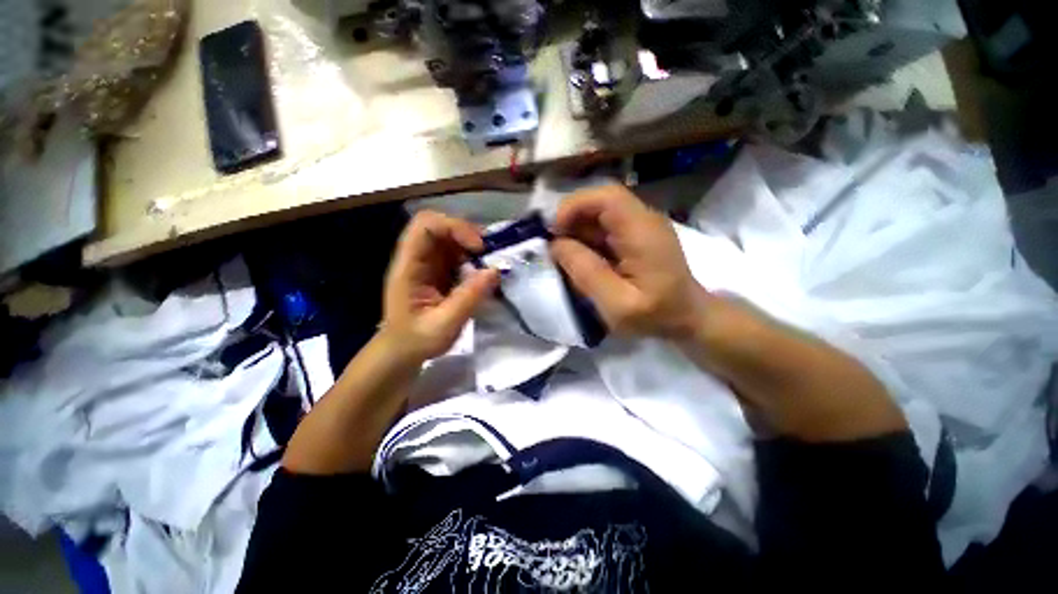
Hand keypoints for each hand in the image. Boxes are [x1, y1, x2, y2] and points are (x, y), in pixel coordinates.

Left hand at [381, 211, 499, 362]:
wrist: (402, 353)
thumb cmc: (417, 340)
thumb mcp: (444, 324)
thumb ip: (469, 298)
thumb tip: (495, 271)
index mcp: (409, 266)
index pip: (425, 226)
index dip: (454, 227)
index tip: (478, 248)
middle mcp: (417, 258)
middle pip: (440, 226)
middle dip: (468, 234)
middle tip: (490, 253)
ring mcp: (428, 264)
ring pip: (451, 239)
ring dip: (473, 246)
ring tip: (491, 263)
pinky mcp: (439, 272)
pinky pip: (457, 254)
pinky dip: (473, 258)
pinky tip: (483, 273)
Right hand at [551, 185, 705, 337]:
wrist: (689, 318)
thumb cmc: (656, 315)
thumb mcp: (617, 303)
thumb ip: (586, 272)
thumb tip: (556, 245)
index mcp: (642, 230)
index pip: (606, 197)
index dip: (574, 206)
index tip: (553, 232)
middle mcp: (643, 219)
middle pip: (600, 202)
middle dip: (571, 220)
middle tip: (553, 247)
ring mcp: (640, 226)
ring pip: (599, 215)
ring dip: (577, 231)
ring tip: (563, 257)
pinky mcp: (636, 236)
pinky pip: (605, 228)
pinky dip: (587, 240)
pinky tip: (580, 260)